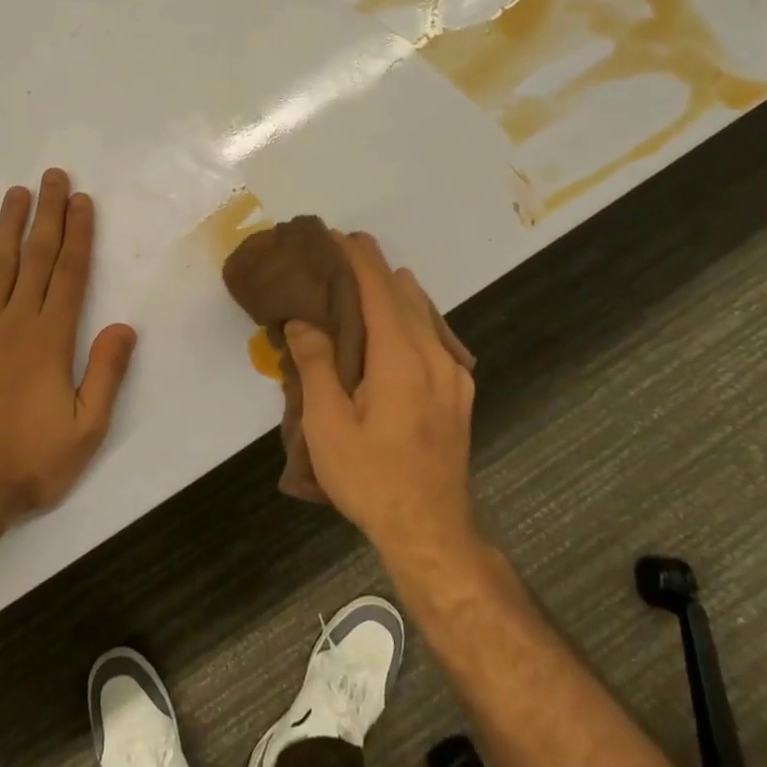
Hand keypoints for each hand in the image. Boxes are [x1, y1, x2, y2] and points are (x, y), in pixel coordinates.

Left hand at [0, 169, 137, 522]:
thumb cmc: (29, 462)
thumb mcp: (86, 429)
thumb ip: (106, 374)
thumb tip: (123, 326)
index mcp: (51, 339)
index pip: (71, 274)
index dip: (78, 234)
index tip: (81, 200)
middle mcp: (14, 324)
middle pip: (36, 259)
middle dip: (47, 215)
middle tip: (51, 177)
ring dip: (7, 229)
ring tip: (15, 194)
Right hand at [286, 233, 476, 564]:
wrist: (431, 530)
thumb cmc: (371, 478)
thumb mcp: (328, 426)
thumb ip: (316, 366)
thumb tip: (305, 322)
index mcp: (401, 359)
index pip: (380, 290)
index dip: (359, 259)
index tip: (338, 236)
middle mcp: (435, 356)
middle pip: (406, 294)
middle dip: (375, 268)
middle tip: (342, 253)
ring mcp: (454, 374)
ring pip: (425, 313)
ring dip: (395, 291)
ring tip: (363, 284)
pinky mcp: (460, 392)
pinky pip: (435, 336)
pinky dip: (412, 316)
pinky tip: (397, 326)